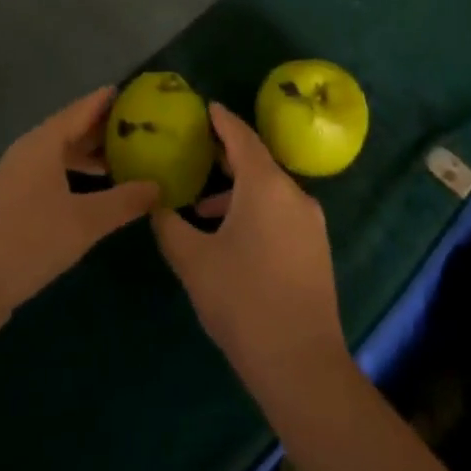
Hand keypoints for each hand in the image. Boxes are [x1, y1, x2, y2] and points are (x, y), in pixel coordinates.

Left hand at [0, 87, 158, 343]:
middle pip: (71, 129)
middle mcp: (29, 152)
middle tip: (142, 128)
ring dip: (90, 155)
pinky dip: (76, 175)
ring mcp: (17, 178)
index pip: (83, 108)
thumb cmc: (27, 242)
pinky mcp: (12, 202)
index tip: (139, 93)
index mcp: (43, 143)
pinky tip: (95, 192)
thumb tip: (158, 186)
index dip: (110, 100)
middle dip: (105, 128)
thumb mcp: (84, 222)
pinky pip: (52, 175)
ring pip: (60, 154)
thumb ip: (124, 201)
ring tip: (125, 159)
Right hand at [152, 104, 347, 391]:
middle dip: (226, 155)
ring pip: (269, 189)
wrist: (301, 363)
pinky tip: (231, 235)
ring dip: (237, 189)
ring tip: (202, 206)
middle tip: (195, 150)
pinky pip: (281, 211)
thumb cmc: (242, 301)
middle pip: (257, 161)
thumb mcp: (193, 261)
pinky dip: (254, 208)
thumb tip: (155, 202)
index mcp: (265, 185)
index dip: (222, 121)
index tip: (205, 107)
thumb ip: (169, 225)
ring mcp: (309, 221)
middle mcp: (293, 193)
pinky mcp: (315, 247)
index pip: (241, 137)